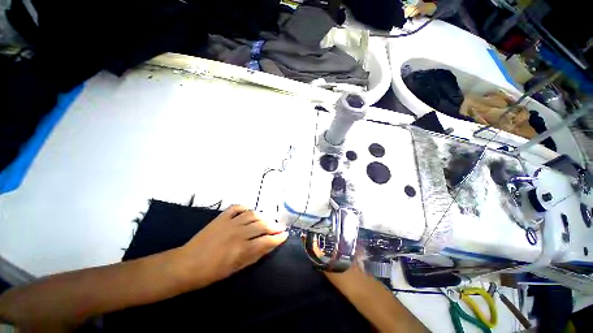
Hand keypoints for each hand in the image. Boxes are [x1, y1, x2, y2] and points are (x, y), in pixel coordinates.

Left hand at [176, 205, 288, 288]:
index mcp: (242, 249)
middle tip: (280, 227)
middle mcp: (239, 233)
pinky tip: (250, 211)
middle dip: (275, 226)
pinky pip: (237, 207)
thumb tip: (269, 245)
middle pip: (262, 226)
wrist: (186, 264)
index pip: (267, 240)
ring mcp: (230, 222)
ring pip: (253, 215)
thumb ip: (255, 255)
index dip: (278, 238)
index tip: (285, 235)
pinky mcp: (221, 217)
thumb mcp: (236, 268)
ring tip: (268, 220)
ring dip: (263, 217)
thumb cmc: (212, 272)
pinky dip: (246, 208)